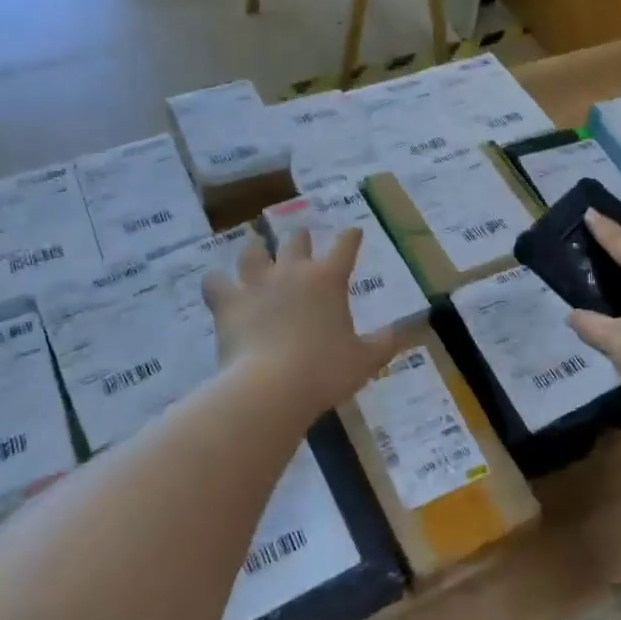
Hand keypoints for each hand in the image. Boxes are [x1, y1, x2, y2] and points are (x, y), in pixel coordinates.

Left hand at [202, 228, 407, 410]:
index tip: (354, 232)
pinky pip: (215, 282)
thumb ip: (385, 342)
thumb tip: (406, 331)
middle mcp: (292, 271)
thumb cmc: (325, 371)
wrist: (271, 387)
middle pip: (296, 240)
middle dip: (300, 237)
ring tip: (255, 247)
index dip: (351, 236)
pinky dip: (217, 281)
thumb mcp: (365, 360)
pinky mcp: (227, 303)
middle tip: (301, 238)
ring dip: (255, 248)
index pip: (345, 245)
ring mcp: (256, 284)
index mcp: (328, 279)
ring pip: (252, 251)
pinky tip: (218, 284)